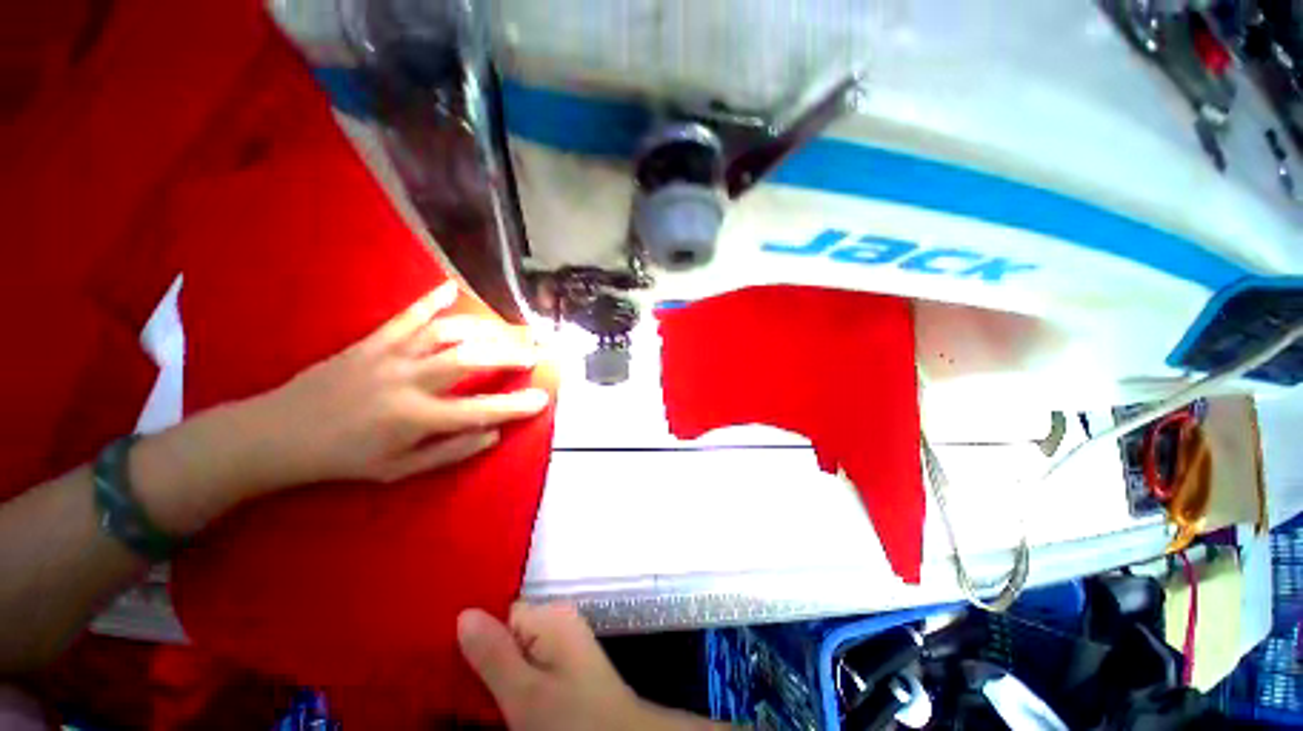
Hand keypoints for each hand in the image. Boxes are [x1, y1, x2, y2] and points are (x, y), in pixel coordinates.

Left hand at [131, 282, 548, 535]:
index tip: (543, 398)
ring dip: (485, 329)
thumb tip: (493, 434)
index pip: (480, 411)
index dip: (515, 405)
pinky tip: (451, 287)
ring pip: (446, 334)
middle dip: (511, 354)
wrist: (277, 434)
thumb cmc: (344, 458)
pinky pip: (406, 316)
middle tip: (537, 351)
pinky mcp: (371, 341)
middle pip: (471, 360)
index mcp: (415, 419)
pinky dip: (431, 300)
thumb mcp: (399, 470)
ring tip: (510, 330)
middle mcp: (408, 382)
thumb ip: (450, 451)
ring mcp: (389, 357)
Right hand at [457, 604, 726, 730]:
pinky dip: (506, 686)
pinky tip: (490, 705)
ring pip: (511, 655)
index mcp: (550, 617)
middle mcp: (555, 624)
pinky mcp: (562, 669)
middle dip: (475, 661)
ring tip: (459, 700)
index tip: (437, 665)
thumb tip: (463, 612)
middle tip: (441, 689)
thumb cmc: (572, 719)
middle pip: (503, 634)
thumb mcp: (526, 693)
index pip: (498, 614)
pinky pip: (525, 669)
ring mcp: (560, 647)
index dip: (468, 639)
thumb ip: (493, 653)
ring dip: (488, 678)